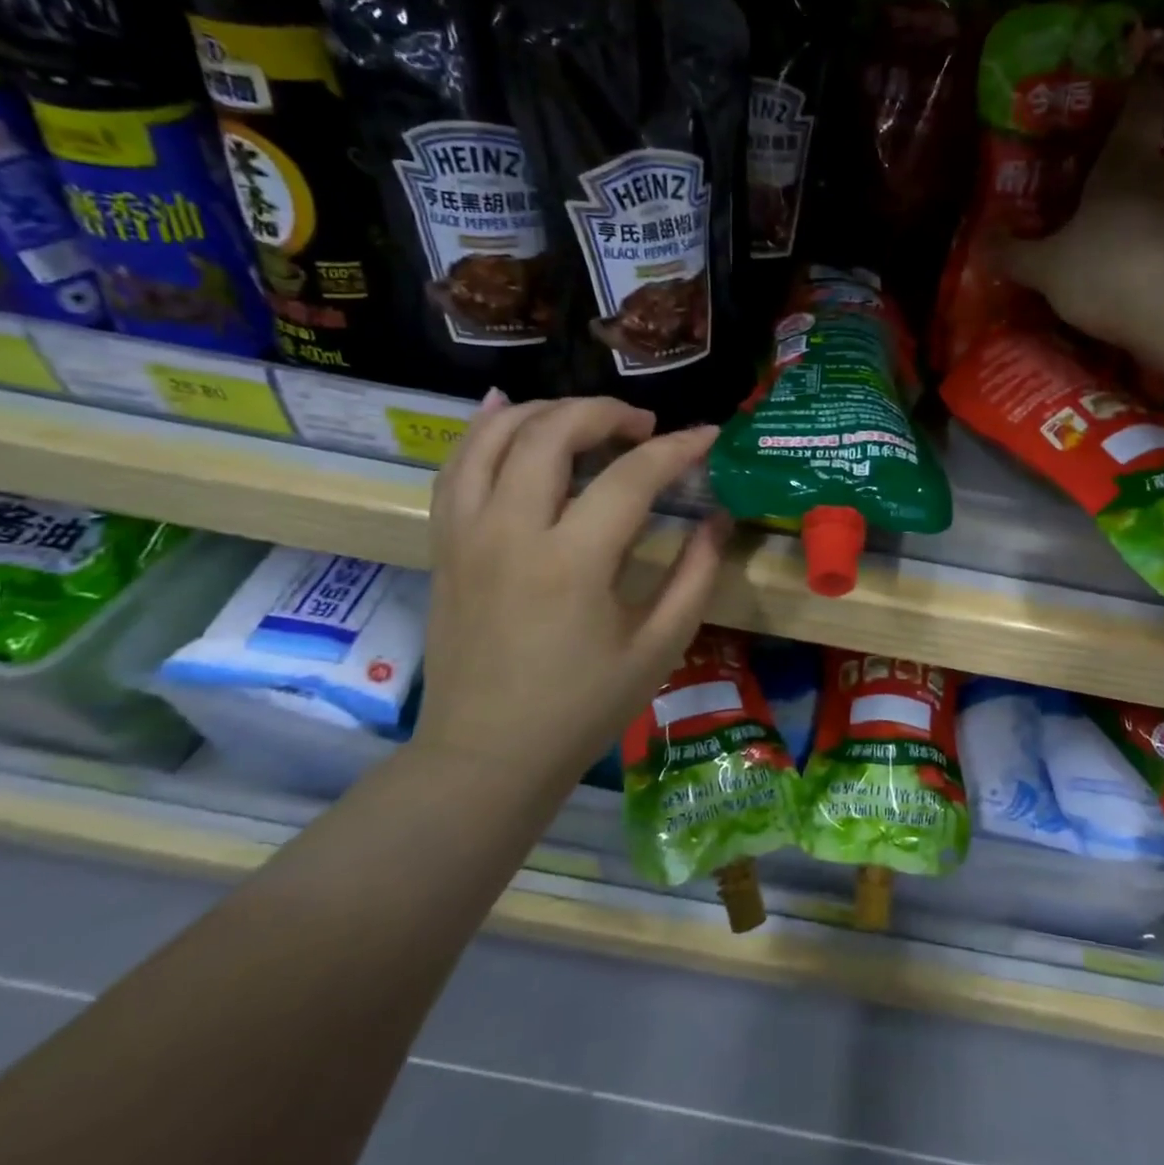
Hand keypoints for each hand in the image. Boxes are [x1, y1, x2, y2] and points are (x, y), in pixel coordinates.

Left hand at [414, 394, 728, 799]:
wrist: (485, 757)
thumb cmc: (582, 708)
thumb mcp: (659, 647)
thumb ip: (696, 575)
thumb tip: (718, 518)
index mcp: (573, 563)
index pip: (632, 476)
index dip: (678, 448)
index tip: (708, 436)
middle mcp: (511, 531)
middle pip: (553, 433)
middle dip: (606, 412)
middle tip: (644, 426)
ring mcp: (467, 534)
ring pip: (496, 436)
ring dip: (547, 410)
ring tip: (587, 417)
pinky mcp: (445, 544)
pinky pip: (456, 465)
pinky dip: (484, 428)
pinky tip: (506, 407)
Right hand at [998, 74, 1163, 358]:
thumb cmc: (1107, 268)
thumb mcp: (1046, 266)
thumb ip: (1014, 254)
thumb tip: (981, 241)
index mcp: (1123, 162)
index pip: (1140, 104)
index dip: (1136, 84)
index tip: (1131, 70)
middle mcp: (1157, 180)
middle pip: (1142, 155)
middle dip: (1118, 160)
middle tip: (1086, 169)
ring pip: (1149, 201)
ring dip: (1126, 209)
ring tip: (1093, 224)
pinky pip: (1155, 241)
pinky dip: (1136, 247)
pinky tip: (1113, 266)